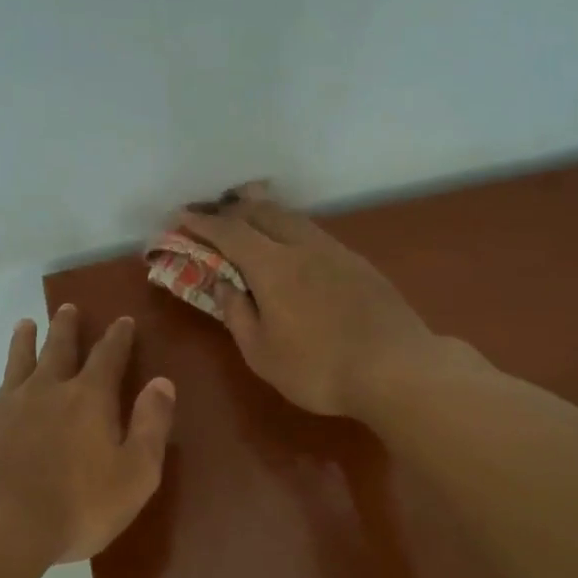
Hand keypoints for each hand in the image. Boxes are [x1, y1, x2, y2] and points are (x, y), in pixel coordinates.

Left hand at [0, 307, 175, 563]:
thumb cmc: (77, 507)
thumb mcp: (135, 473)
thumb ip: (151, 425)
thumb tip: (162, 383)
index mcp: (89, 399)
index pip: (109, 356)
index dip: (118, 337)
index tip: (122, 320)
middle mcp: (46, 391)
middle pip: (58, 349)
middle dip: (66, 327)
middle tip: (67, 308)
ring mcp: (5, 407)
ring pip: (16, 363)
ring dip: (23, 343)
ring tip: (25, 325)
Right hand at [174, 187, 437, 418]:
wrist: (397, 368)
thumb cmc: (319, 368)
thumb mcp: (262, 353)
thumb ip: (237, 314)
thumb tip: (223, 285)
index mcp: (273, 266)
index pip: (230, 232)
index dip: (202, 223)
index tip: (181, 217)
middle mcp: (303, 246)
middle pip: (262, 212)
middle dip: (231, 209)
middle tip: (212, 217)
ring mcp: (335, 251)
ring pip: (292, 218)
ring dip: (263, 213)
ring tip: (248, 220)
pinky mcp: (358, 263)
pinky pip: (313, 233)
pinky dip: (289, 229)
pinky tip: (291, 246)